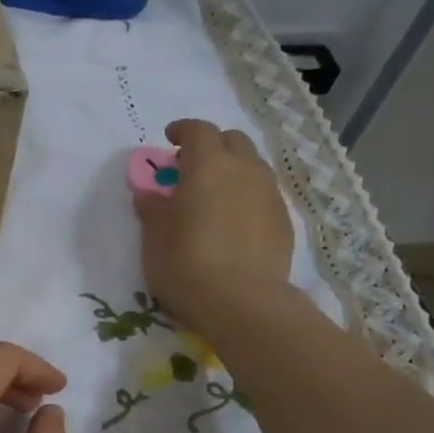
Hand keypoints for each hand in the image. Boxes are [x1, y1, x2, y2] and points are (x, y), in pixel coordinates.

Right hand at [134, 119, 294, 334]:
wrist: (241, 302)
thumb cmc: (185, 264)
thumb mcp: (154, 238)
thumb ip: (152, 210)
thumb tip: (150, 195)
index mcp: (208, 165)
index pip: (198, 130)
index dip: (182, 130)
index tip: (169, 139)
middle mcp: (244, 169)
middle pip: (232, 140)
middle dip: (212, 146)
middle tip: (191, 168)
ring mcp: (269, 193)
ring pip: (252, 166)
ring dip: (232, 170)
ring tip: (214, 195)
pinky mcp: (283, 220)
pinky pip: (263, 194)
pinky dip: (246, 196)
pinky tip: (233, 221)